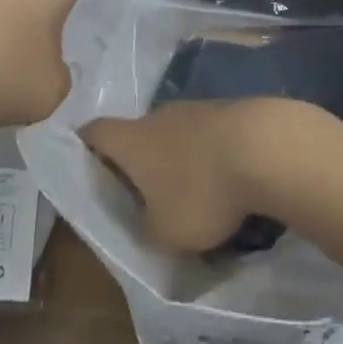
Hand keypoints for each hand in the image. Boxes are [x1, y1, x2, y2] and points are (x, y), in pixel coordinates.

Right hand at [82, 98, 322, 252]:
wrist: (262, 147)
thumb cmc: (199, 191)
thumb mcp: (164, 234)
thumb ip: (147, 228)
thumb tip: (150, 219)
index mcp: (132, 140)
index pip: (95, 133)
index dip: (84, 147)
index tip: (81, 163)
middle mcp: (158, 116)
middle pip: (136, 134)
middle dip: (136, 162)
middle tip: (138, 193)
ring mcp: (194, 109)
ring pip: (172, 134)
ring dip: (174, 160)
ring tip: (185, 194)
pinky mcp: (226, 112)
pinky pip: (204, 136)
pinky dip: (205, 156)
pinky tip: (220, 182)